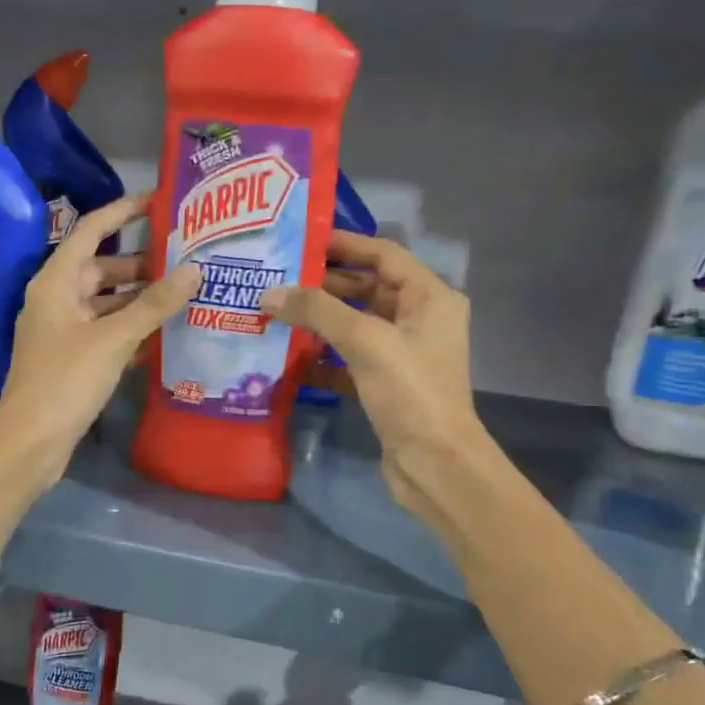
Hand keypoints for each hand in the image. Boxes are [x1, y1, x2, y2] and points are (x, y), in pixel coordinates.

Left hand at [0, 193, 201, 488]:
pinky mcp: (73, 360)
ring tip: (185, 294)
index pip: (90, 231)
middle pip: (102, 269)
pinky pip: (106, 333)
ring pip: (107, 304)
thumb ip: (153, 304)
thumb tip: (193, 270)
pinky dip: (132, 330)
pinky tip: (165, 334)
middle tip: (186, 259)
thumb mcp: (113, 338)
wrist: (30, 442)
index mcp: (56, 282)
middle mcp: (57, 300)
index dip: (122, 213)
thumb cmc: (65, 380)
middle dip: (141, 264)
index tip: (157, 202)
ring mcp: (64, 332)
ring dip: (140, 300)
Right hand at [261, 231, 487, 524]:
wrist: (435, 465)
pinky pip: (347, 361)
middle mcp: (418, 321)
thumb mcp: (366, 341)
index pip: (384, 255)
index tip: (301, 239)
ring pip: (353, 326)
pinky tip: (288, 358)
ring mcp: (401, 355)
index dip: (345, 244)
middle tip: (277, 277)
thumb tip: (269, 293)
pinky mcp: (384, 385)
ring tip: (274, 312)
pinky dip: (321, 359)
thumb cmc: (411, 392)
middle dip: (323, 284)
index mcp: (430, 298)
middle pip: (366, 289)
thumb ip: (317, 311)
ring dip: (318, 321)